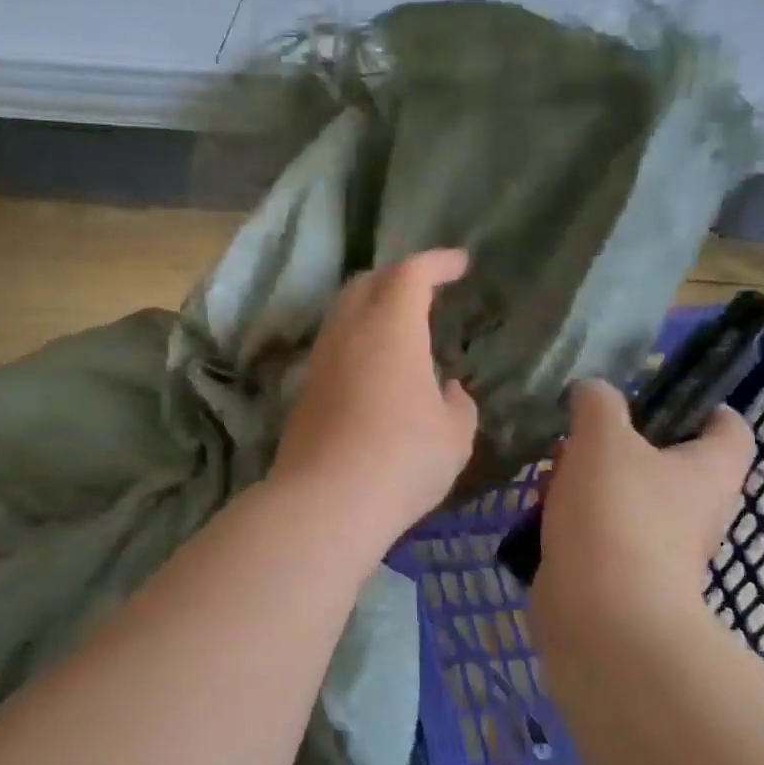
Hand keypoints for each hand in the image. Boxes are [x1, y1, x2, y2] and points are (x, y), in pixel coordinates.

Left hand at [273, 249, 478, 539]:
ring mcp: (321, 361)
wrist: (325, 502)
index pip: (411, 274)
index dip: (437, 263)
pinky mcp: (305, 391)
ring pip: (343, 313)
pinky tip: (373, 367)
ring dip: (372, 307)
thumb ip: (458, 405)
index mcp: (391, 329)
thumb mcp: (454, 435)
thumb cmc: (402, 460)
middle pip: (367, 283)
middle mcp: (349, 333)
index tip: (459, 264)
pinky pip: (334, 346)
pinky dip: (356, 340)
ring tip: (399, 326)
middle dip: (398, 276)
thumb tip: (448, 390)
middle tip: (425, 290)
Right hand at [532, 378, 753, 635]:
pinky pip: (600, 530)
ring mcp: (660, 546)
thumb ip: (598, 402)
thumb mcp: (602, 438)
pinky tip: (539, 510)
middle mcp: (695, 509)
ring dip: (588, 479)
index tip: (652, 393)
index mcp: (709, 471)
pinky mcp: (622, 572)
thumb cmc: (616, 515)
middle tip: (581, 432)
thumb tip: (592, 390)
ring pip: (626, 495)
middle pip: (667, 460)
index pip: (728, 426)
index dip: (699, 404)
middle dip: (621, 442)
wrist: (603, 616)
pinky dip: (573, 517)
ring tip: (550, 470)